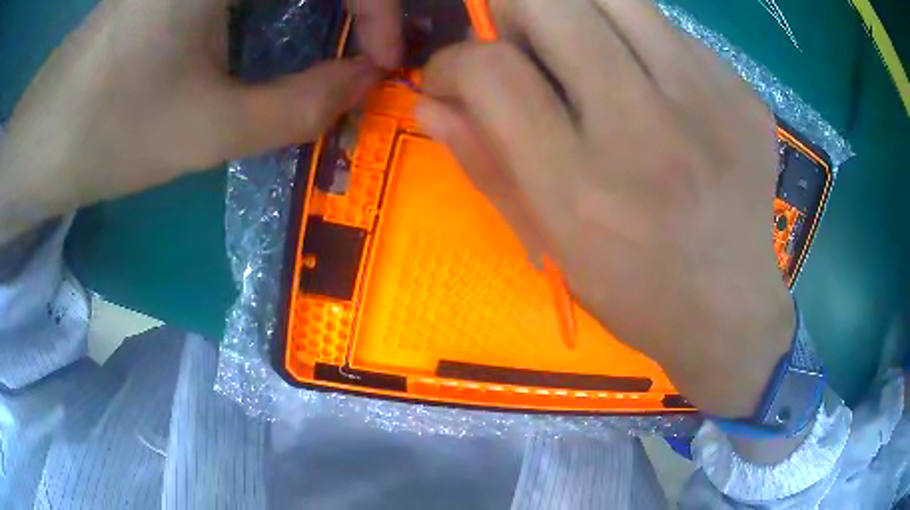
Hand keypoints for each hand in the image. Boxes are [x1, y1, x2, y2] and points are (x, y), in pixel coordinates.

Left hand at [0, 0, 401, 242]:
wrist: (42, 136)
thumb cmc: (109, 132)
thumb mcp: (209, 130)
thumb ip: (302, 105)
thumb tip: (367, 81)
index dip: (381, 8)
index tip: (385, 59)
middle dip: (364, 1)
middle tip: (371, 41)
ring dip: (331, 1)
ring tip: (346, 31)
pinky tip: (292, 19)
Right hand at [417, 0, 793, 417]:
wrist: (732, 311)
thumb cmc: (636, 293)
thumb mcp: (550, 244)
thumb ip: (484, 162)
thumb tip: (429, 102)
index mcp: (582, 185)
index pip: (490, 69)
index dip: (452, 60)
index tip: (451, 77)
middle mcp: (645, 127)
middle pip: (548, 3)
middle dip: (513, 14)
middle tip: (523, 48)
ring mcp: (707, 100)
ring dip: (578, 12)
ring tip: (585, 52)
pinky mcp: (742, 93)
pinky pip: (670, 31)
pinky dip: (641, 42)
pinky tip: (654, 87)